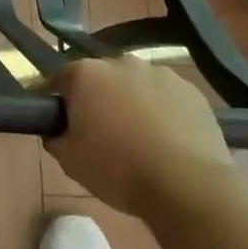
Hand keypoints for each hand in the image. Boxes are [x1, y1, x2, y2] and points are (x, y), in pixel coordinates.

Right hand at [46, 56, 236, 217]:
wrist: (187, 186)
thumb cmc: (118, 170)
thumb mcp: (69, 161)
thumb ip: (55, 137)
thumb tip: (58, 130)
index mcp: (86, 73)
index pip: (61, 78)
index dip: (59, 100)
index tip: (62, 123)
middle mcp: (121, 62)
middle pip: (101, 78)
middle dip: (99, 99)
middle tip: (102, 133)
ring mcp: (160, 73)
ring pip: (136, 85)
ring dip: (132, 102)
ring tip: (140, 139)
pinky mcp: (192, 91)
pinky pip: (167, 97)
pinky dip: (163, 111)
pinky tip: (168, 141)